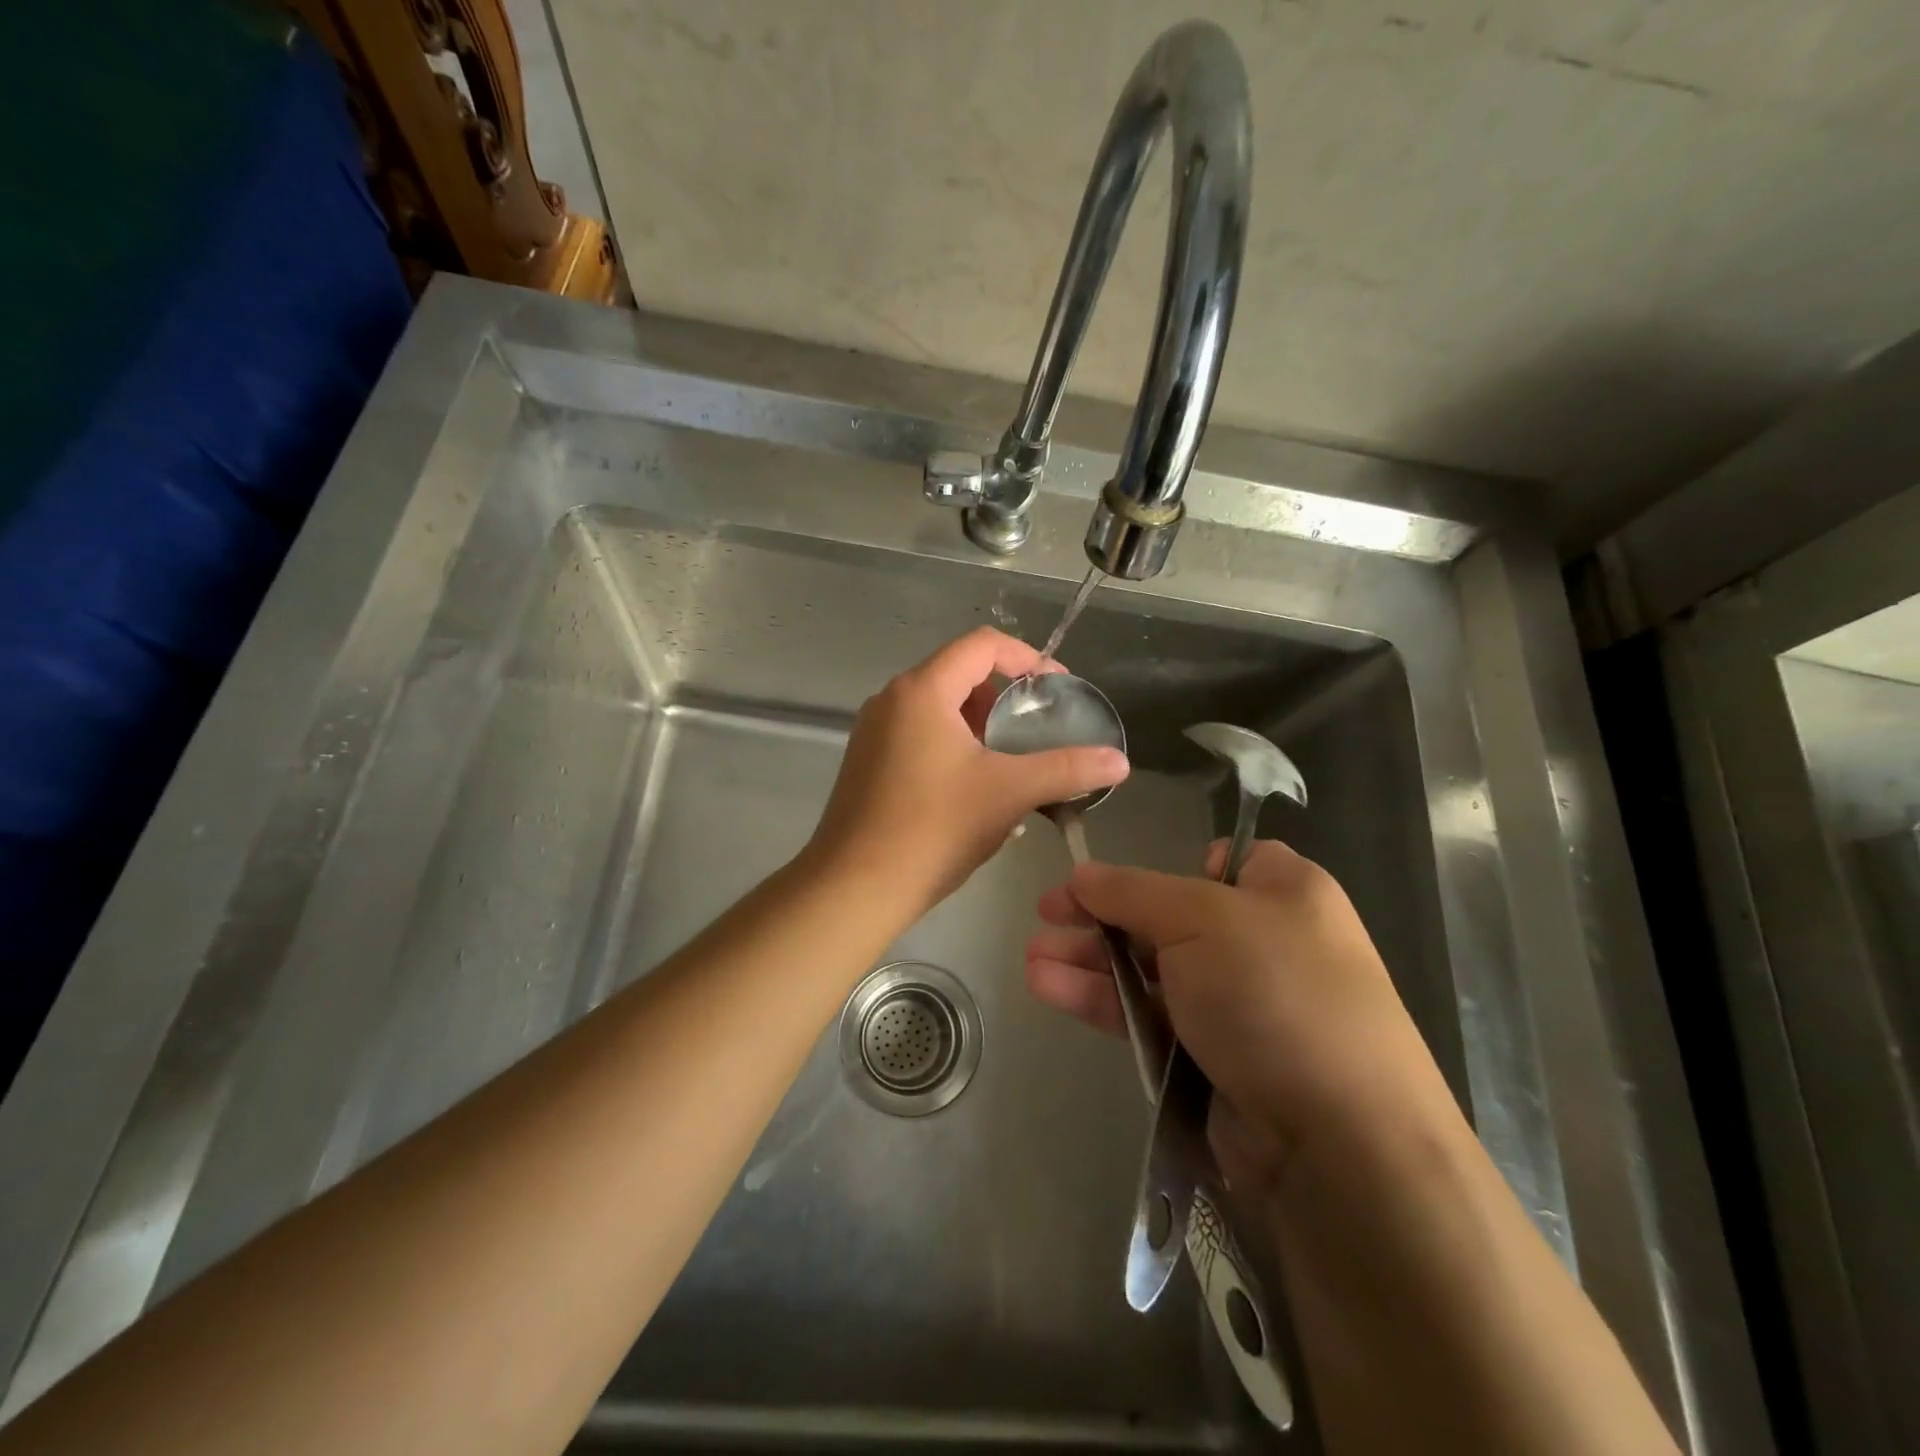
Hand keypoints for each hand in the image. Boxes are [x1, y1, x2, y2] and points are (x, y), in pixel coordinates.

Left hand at [807, 628, 1128, 917]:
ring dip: (981, 727)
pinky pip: (920, 736)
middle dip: (1006, 698)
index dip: (1027, 658)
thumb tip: (1120, 761)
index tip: (1056, 691)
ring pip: (940, 709)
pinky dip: (954, 747)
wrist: (855, 887)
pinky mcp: (867, 762)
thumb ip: (1067, 769)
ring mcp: (874, 731)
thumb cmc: (934, 829)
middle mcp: (891, 699)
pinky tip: (976, 790)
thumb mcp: (1009, 793)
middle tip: (1037, 731)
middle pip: (960, 674)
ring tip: (1012, 763)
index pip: (982, 645)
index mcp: (922, 690)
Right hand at [1025, 840, 1453, 1191]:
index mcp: (1283, 891)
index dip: (1164, 866)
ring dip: (1090, 960)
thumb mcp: (1199, 916)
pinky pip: (1149, 1014)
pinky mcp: (1214, 1056)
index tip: (1114, 881)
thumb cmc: (1273, 992)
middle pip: (1166, 915)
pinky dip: (1103, 999)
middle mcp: (1263, 941)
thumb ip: (1131, 892)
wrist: (1339, 1141)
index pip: (1220, 861)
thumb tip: (1080, 873)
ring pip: (1150, 968)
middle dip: (1101, 916)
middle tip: (1044, 915)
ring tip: (1032, 957)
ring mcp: (1238, 1003)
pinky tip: (1049, 988)